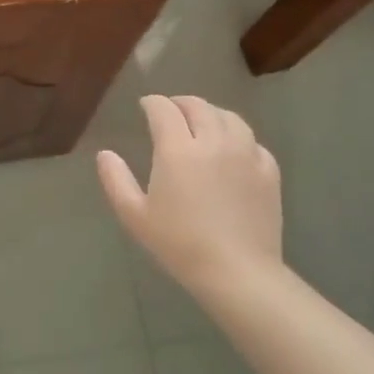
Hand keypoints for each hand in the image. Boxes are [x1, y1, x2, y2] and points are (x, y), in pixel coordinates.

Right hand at [96, 95, 285, 309]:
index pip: (164, 110)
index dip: (152, 103)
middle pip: (198, 107)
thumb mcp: (134, 215)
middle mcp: (214, 142)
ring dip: (211, 113)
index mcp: (177, 149)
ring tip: (202, 121)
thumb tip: (105, 154)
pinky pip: (253, 142)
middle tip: (170, 109)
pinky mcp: (268, 171)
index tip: (145, 105)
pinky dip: (238, 136)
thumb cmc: (179, 243)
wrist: (237, 271)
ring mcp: (246, 154)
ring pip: (230, 118)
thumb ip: (115, 179)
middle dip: (180, 103)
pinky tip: (233, 148)